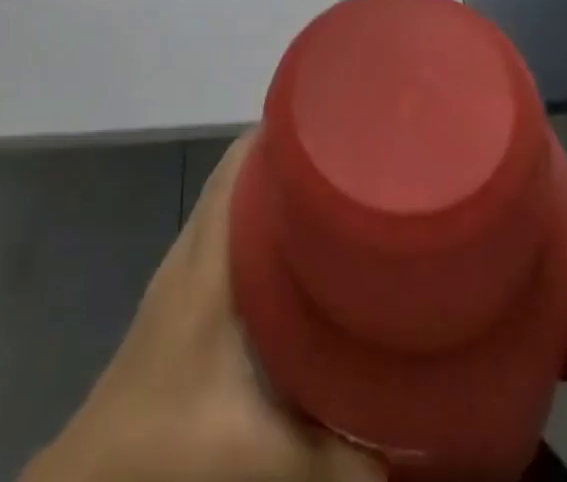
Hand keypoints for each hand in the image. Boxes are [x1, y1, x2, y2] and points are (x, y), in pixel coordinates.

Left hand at [23, 134, 382, 481]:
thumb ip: (336, 459)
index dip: (285, 129)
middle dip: (293, 155)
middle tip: (351, 154)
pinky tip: (297, 258)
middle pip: (241, 171)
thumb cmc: (166, 443)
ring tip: (334, 192)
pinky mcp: (183, 298)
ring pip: (234, 202)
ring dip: (276, 190)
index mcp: (208, 256)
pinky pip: (228, 234)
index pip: (241, 160)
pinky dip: (261, 225)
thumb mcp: (258, 454)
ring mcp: (184, 271)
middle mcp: (194, 247)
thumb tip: (401, 454)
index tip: (337, 119)